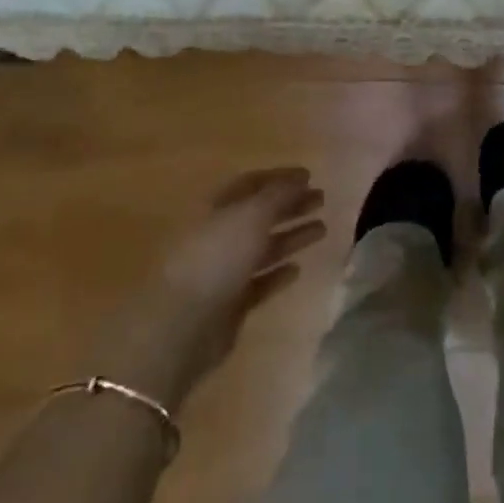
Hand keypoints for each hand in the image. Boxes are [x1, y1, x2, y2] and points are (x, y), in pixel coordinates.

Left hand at [94, 167, 324, 412]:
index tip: (309, 176)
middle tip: (321, 200)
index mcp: (216, 208)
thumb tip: (300, 179)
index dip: (280, 178)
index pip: (251, 184)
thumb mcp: (250, 215)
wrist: (181, 326)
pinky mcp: (230, 305)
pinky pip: (260, 283)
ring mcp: (223, 272)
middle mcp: (219, 236)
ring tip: (322, 229)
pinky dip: (278, 274)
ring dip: (291, 236)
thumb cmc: (215, 258)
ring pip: (263, 248)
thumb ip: (278, 195)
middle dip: (290, 206)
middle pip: (259, 215)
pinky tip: (298, 269)